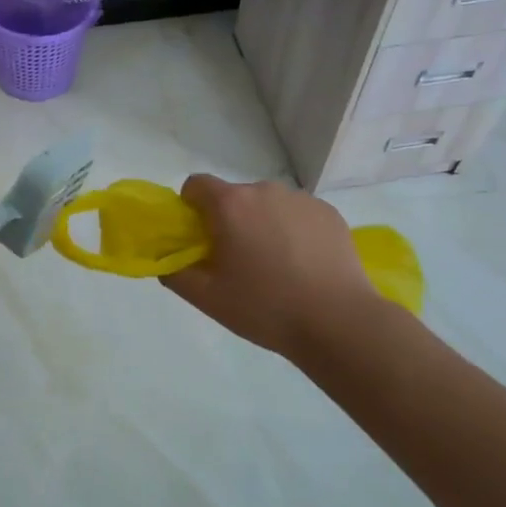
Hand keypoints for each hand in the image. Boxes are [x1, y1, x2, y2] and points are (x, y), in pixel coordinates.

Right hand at [162, 175, 383, 356]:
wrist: (338, 322)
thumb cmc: (265, 307)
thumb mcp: (207, 298)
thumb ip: (175, 273)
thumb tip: (166, 260)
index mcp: (230, 204)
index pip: (196, 185)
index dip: (191, 208)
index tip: (201, 239)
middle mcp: (264, 190)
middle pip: (234, 196)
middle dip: (230, 220)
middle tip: (239, 262)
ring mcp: (300, 199)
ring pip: (267, 205)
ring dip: (262, 224)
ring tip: (277, 267)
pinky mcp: (329, 212)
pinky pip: (298, 214)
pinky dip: (293, 230)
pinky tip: (305, 265)